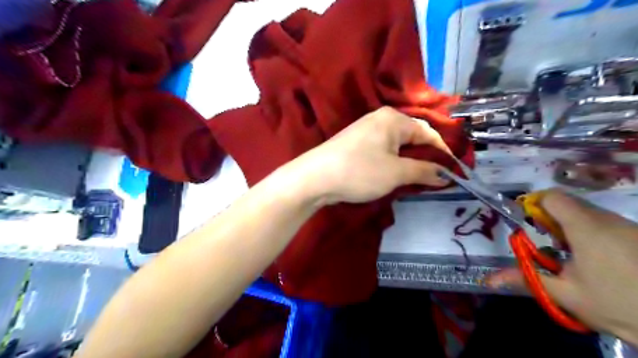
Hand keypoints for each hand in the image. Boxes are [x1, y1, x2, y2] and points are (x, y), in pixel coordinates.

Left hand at [296, 106, 449, 203]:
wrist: (315, 178)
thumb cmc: (360, 171)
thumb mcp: (396, 173)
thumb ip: (424, 171)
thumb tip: (446, 175)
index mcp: (393, 119)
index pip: (428, 133)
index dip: (443, 153)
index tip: (454, 172)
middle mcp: (380, 119)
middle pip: (413, 138)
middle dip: (426, 159)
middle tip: (436, 179)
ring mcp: (366, 131)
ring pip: (398, 146)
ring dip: (410, 163)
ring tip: (418, 181)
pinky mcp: (356, 144)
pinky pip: (383, 151)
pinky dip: (394, 163)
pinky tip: (395, 176)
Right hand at [490, 190, 637, 343]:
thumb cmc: (617, 305)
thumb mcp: (564, 294)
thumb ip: (525, 279)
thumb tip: (488, 279)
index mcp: (585, 228)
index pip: (552, 197)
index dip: (534, 205)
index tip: (529, 225)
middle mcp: (608, 220)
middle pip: (568, 204)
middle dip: (551, 220)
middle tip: (548, 245)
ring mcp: (628, 226)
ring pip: (588, 213)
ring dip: (571, 227)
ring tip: (571, 256)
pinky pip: (606, 223)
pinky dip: (592, 233)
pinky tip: (598, 260)